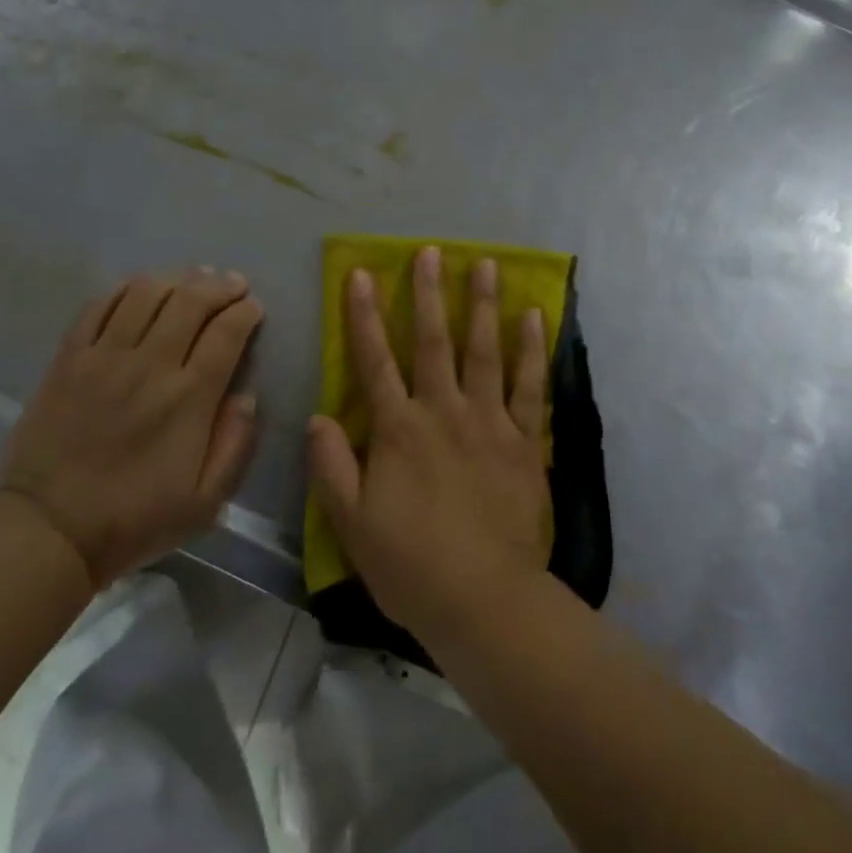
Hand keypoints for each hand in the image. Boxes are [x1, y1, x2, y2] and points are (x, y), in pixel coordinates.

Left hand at [0, 269, 262, 586]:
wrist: (47, 531)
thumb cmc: (133, 520)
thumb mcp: (205, 502)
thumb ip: (235, 445)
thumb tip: (248, 396)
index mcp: (189, 398)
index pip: (227, 333)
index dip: (245, 312)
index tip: (254, 308)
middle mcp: (150, 365)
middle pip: (191, 300)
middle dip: (219, 285)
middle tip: (232, 284)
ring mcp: (104, 357)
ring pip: (146, 293)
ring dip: (176, 279)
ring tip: (191, 280)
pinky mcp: (68, 358)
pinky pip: (99, 306)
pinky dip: (125, 289)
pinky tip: (140, 290)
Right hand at [307, 245, 551, 655]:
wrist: (484, 600)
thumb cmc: (411, 564)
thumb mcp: (351, 523)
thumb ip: (331, 466)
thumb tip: (317, 416)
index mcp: (398, 430)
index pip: (375, 361)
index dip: (365, 316)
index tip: (362, 275)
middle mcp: (442, 412)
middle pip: (434, 342)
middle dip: (428, 293)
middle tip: (431, 251)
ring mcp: (488, 422)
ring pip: (484, 351)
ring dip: (483, 305)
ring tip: (486, 264)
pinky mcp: (524, 441)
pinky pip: (529, 386)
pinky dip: (531, 350)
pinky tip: (534, 318)